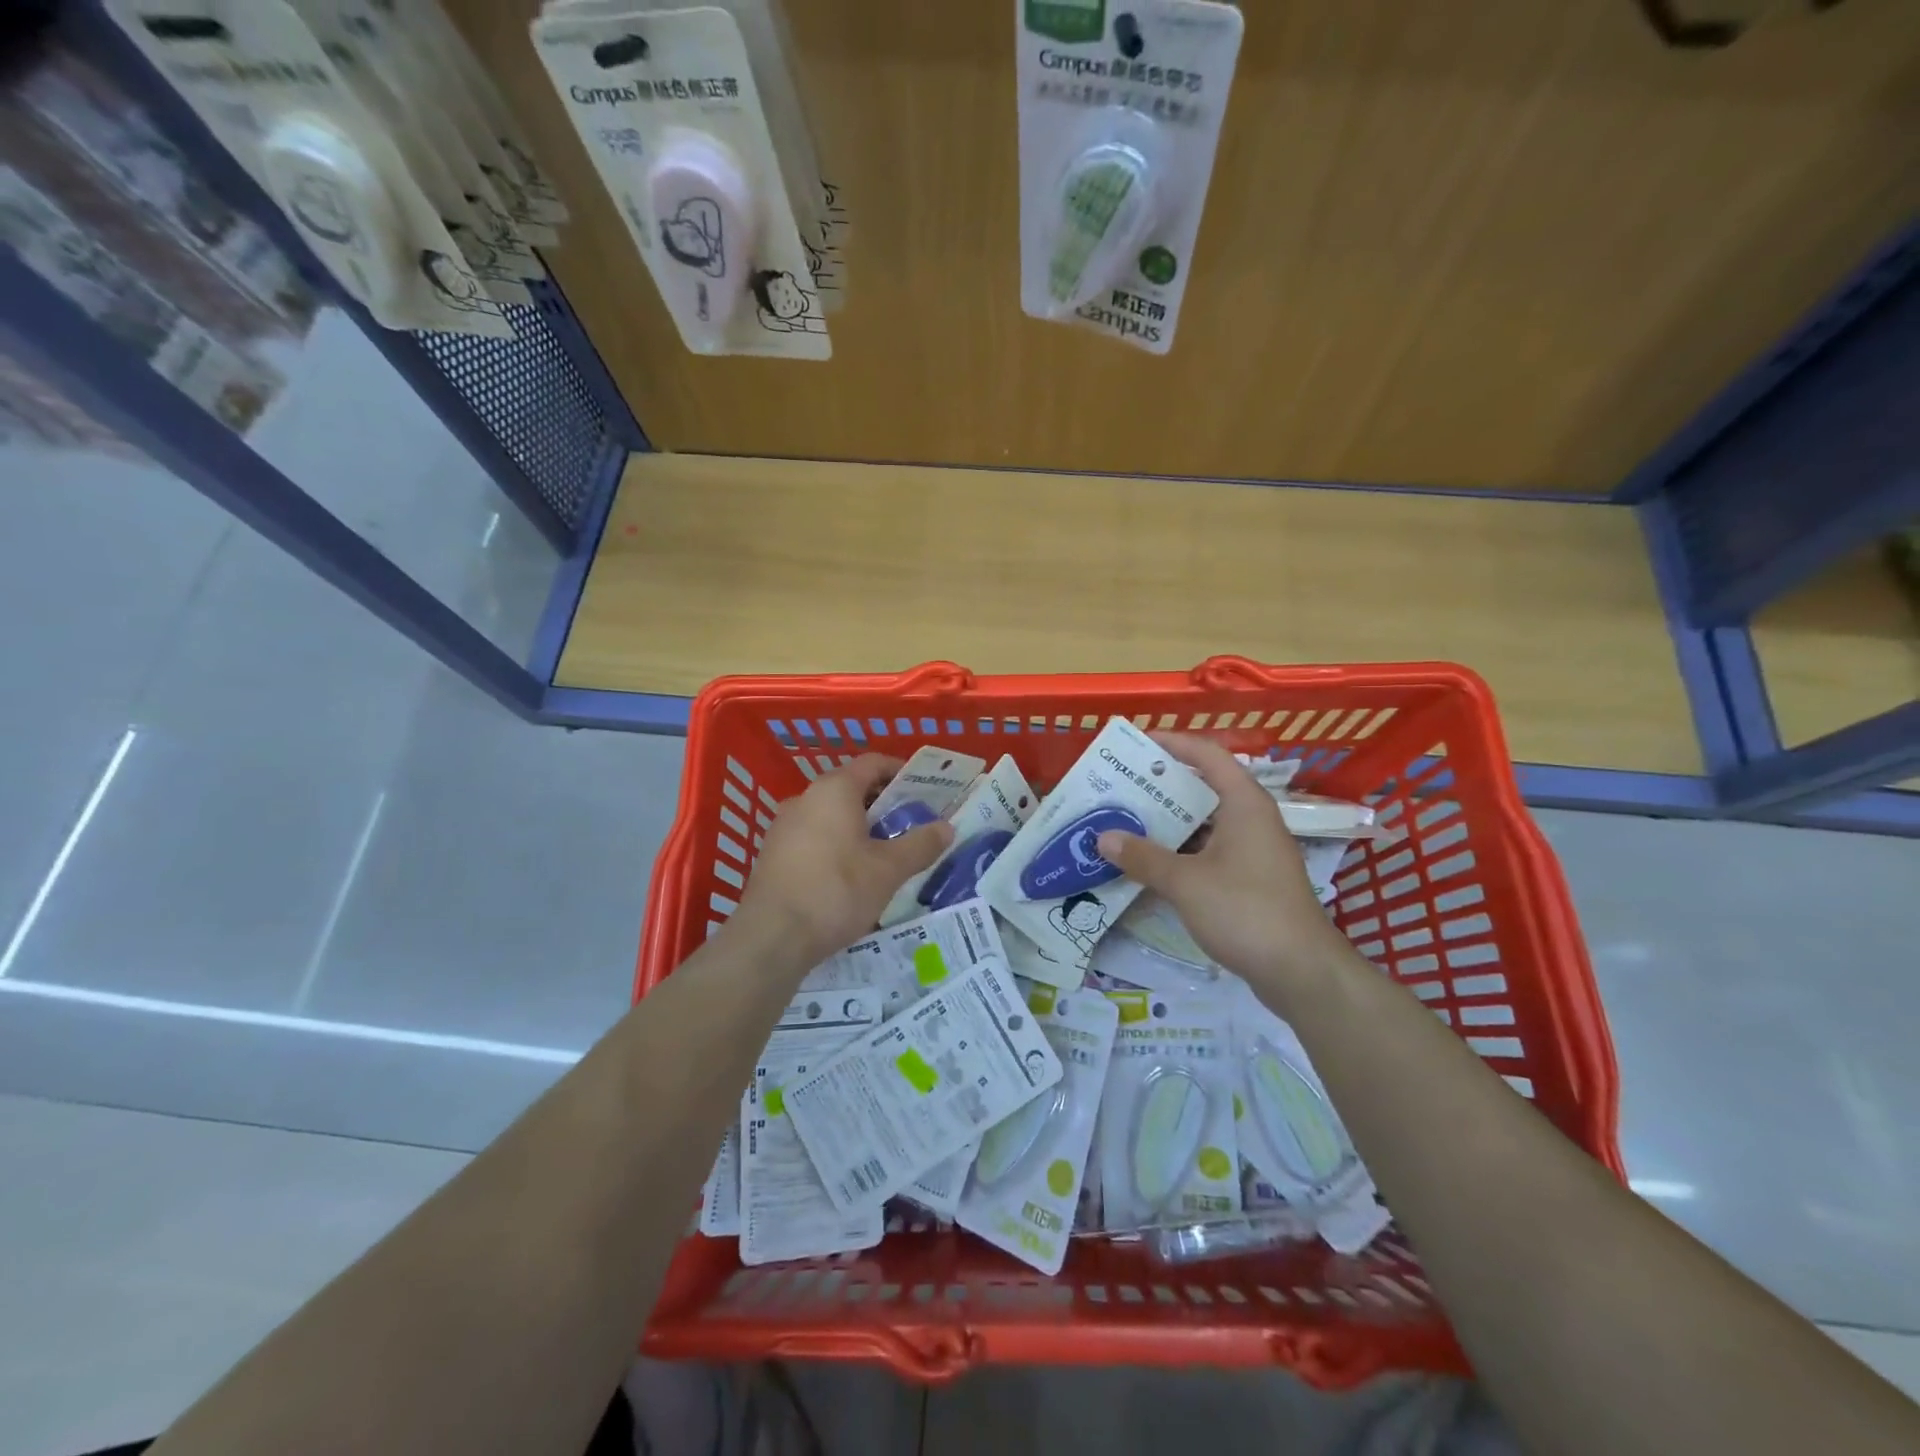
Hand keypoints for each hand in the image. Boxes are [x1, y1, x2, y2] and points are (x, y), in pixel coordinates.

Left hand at [736, 754, 954, 965]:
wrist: (772, 937)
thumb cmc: (836, 890)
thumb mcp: (889, 870)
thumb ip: (920, 844)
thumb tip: (947, 827)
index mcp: (834, 789)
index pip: (873, 763)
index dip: (902, 772)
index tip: (926, 790)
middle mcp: (805, 798)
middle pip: (852, 789)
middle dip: (885, 804)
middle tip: (913, 825)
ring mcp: (784, 826)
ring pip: (832, 816)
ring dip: (861, 828)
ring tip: (887, 853)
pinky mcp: (773, 855)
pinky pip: (814, 838)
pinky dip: (838, 845)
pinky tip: (853, 876)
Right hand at [1095, 733, 1353, 1001]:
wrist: (1302, 972)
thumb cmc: (1246, 911)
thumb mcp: (1186, 882)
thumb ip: (1143, 857)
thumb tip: (1103, 837)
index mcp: (1244, 804)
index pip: (1207, 755)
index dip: (1173, 744)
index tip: (1136, 745)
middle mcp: (1252, 819)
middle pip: (1204, 788)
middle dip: (1161, 787)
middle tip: (1120, 787)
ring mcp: (1254, 851)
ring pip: (1205, 823)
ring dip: (1169, 823)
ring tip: (1126, 822)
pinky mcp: (1251, 880)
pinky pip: (1210, 851)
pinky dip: (1181, 851)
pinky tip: (1150, 863)